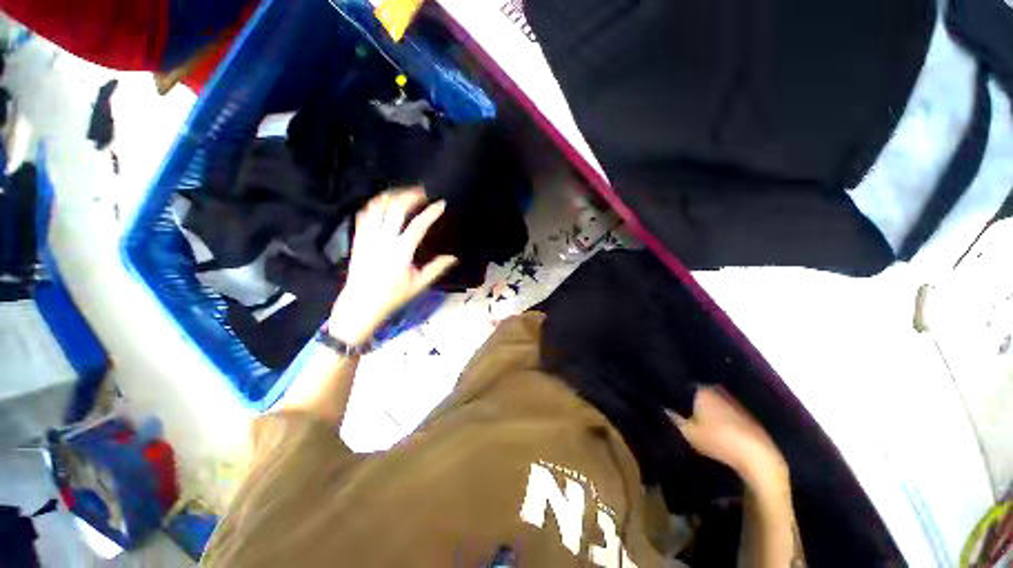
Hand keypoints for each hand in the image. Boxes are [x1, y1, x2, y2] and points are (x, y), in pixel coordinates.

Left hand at [328, 188, 456, 345]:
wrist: (361, 304)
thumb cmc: (392, 296)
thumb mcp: (418, 284)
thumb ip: (436, 268)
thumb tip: (453, 257)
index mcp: (401, 251)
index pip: (418, 225)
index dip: (431, 212)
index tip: (441, 204)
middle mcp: (383, 240)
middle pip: (396, 208)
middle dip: (411, 196)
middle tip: (422, 192)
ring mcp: (368, 237)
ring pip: (378, 207)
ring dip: (392, 196)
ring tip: (404, 193)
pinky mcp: (358, 238)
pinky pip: (364, 214)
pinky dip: (375, 204)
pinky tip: (383, 202)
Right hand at [668, 386, 787, 488]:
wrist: (758, 456)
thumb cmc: (718, 440)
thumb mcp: (688, 432)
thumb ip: (673, 417)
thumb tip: (662, 406)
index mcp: (701, 389)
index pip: (680, 385)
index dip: (672, 392)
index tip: (665, 399)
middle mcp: (716, 389)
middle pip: (695, 391)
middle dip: (687, 398)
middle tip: (678, 409)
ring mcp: (731, 399)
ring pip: (710, 399)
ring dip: (702, 406)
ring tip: (693, 417)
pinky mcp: (743, 411)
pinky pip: (722, 407)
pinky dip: (715, 413)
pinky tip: (713, 424)